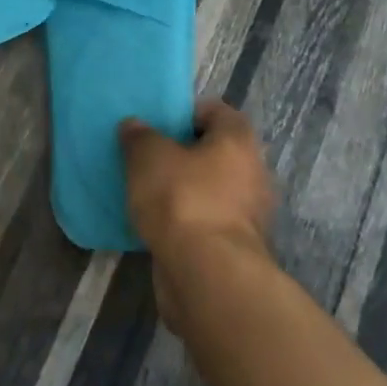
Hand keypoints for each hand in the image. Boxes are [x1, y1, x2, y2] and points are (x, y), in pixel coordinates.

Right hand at [119, 100, 274, 328]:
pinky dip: (186, 219)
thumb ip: (139, 136)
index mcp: (237, 141)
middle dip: (183, 153)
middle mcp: (252, 173)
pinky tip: (157, 223)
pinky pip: (206, 219)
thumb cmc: (181, 199)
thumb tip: (134, 126)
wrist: (207, 274)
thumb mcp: (148, 156)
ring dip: (184, 188)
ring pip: (211, 188)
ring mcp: (247, 214)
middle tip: (148, 157)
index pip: (215, 111)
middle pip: (215, 151)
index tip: (156, 124)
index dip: (185, 113)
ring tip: (147, 191)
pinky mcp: (235, 246)